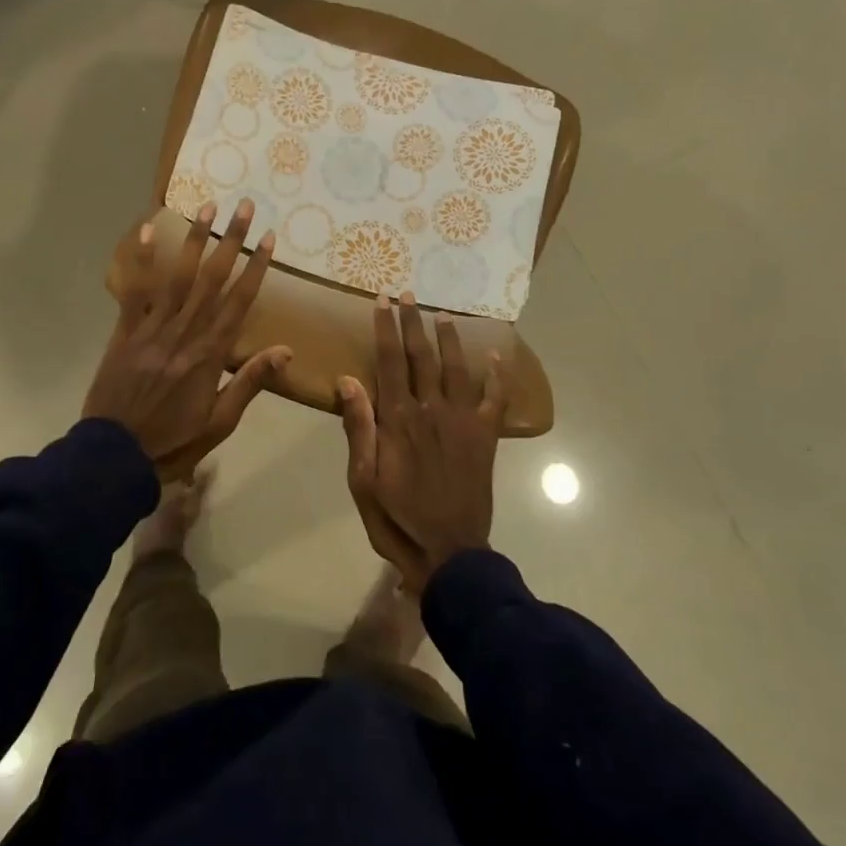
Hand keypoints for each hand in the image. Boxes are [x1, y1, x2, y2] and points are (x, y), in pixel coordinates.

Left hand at [85, 200, 289, 481]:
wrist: (114, 455)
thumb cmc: (174, 440)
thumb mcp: (220, 421)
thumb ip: (250, 382)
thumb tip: (286, 351)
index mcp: (211, 353)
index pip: (240, 301)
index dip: (257, 267)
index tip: (270, 239)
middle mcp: (185, 331)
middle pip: (213, 278)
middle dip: (232, 240)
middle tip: (245, 207)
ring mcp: (153, 327)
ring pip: (178, 276)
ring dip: (194, 239)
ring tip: (207, 206)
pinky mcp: (126, 330)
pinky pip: (135, 290)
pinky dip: (140, 259)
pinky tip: (147, 230)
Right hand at [338, 293, 504, 592]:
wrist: (449, 552)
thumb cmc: (398, 518)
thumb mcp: (363, 480)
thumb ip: (358, 428)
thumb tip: (347, 379)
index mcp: (398, 419)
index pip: (389, 361)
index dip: (385, 328)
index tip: (381, 301)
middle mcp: (431, 409)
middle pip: (421, 356)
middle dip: (413, 322)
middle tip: (408, 294)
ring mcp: (462, 420)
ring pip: (456, 367)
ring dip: (449, 338)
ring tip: (443, 314)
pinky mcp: (485, 436)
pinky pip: (495, 399)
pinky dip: (498, 377)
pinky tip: (496, 357)